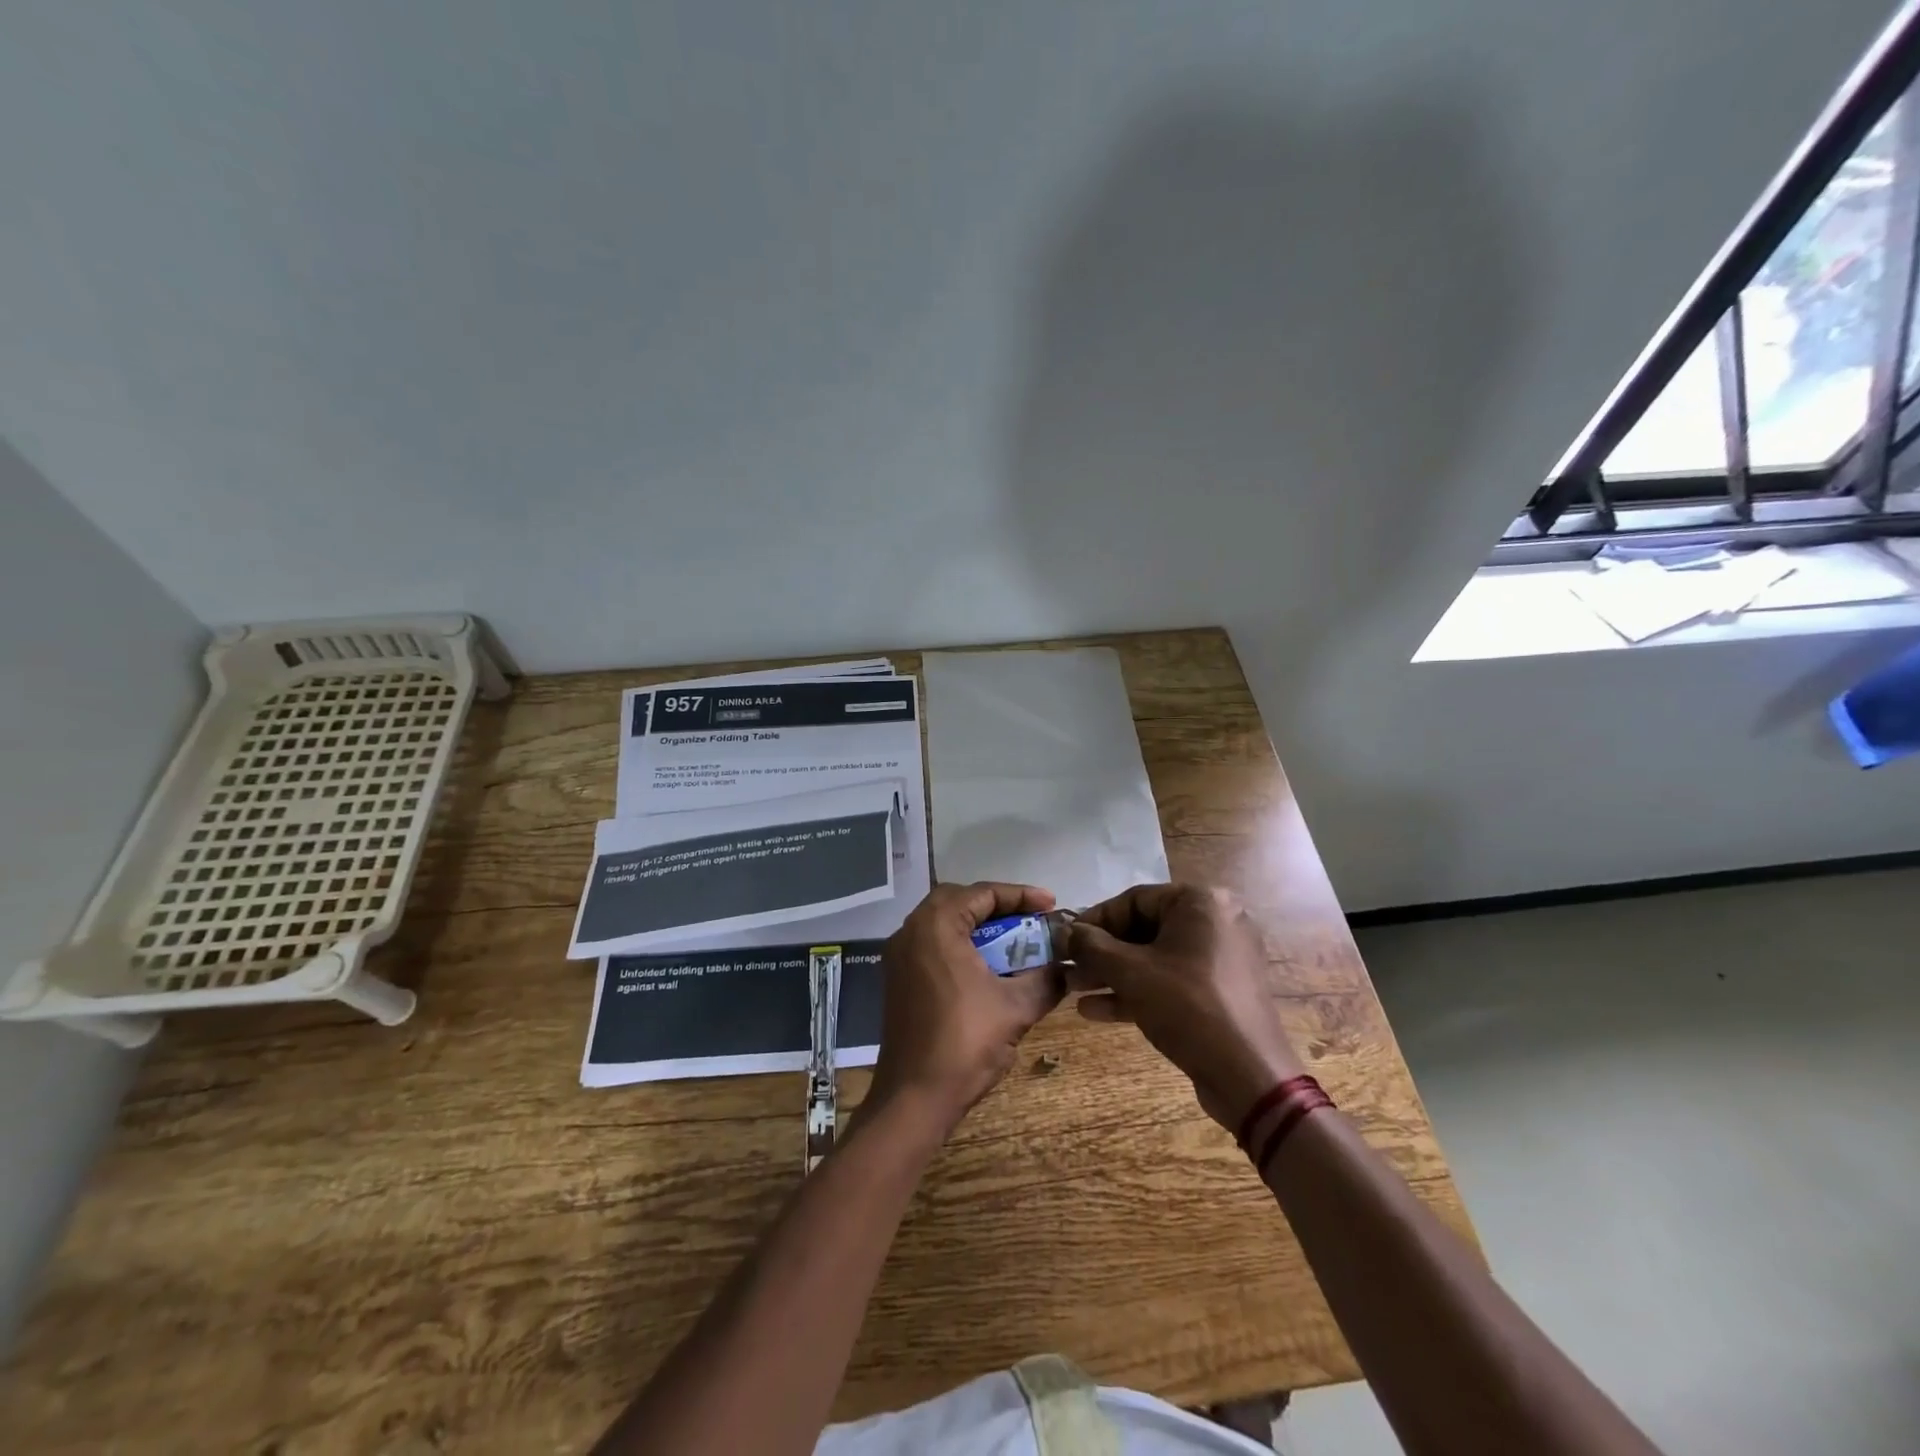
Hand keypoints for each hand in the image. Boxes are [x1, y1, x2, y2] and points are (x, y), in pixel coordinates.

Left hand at [868, 883, 1064, 1132]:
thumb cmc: (965, 1043)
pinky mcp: (898, 979)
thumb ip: (1046, 980)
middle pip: (959, 901)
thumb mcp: (1016, 1008)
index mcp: (936, 925)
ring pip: (944, 924)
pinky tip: (987, 967)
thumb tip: (1067, 969)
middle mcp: (911, 931)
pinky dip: (961, 946)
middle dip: (998, 907)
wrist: (913, 1098)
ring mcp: (900, 956)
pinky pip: (933, 946)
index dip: (1021, 896)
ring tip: (1014, 940)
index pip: (983, 893)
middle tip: (1030, 919)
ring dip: (979, 927)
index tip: (1052, 906)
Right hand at [1068, 883, 1303, 1131]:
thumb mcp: (1130, 972)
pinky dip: (1137, 990)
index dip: (1094, 920)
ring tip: (1073, 990)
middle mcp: (1215, 921)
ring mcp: (1220, 958)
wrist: (1248, 1076)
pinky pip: (1170, 980)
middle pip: (1143, 929)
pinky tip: (1095, 1010)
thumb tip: (1063, 931)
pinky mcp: (1219, 991)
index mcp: (1201, 902)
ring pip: (1154, 958)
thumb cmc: (1187, 1007)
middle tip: (1067, 968)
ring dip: (1112, 974)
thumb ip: (1091, 946)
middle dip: (1101, 953)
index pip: (1134, 899)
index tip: (1065, 940)